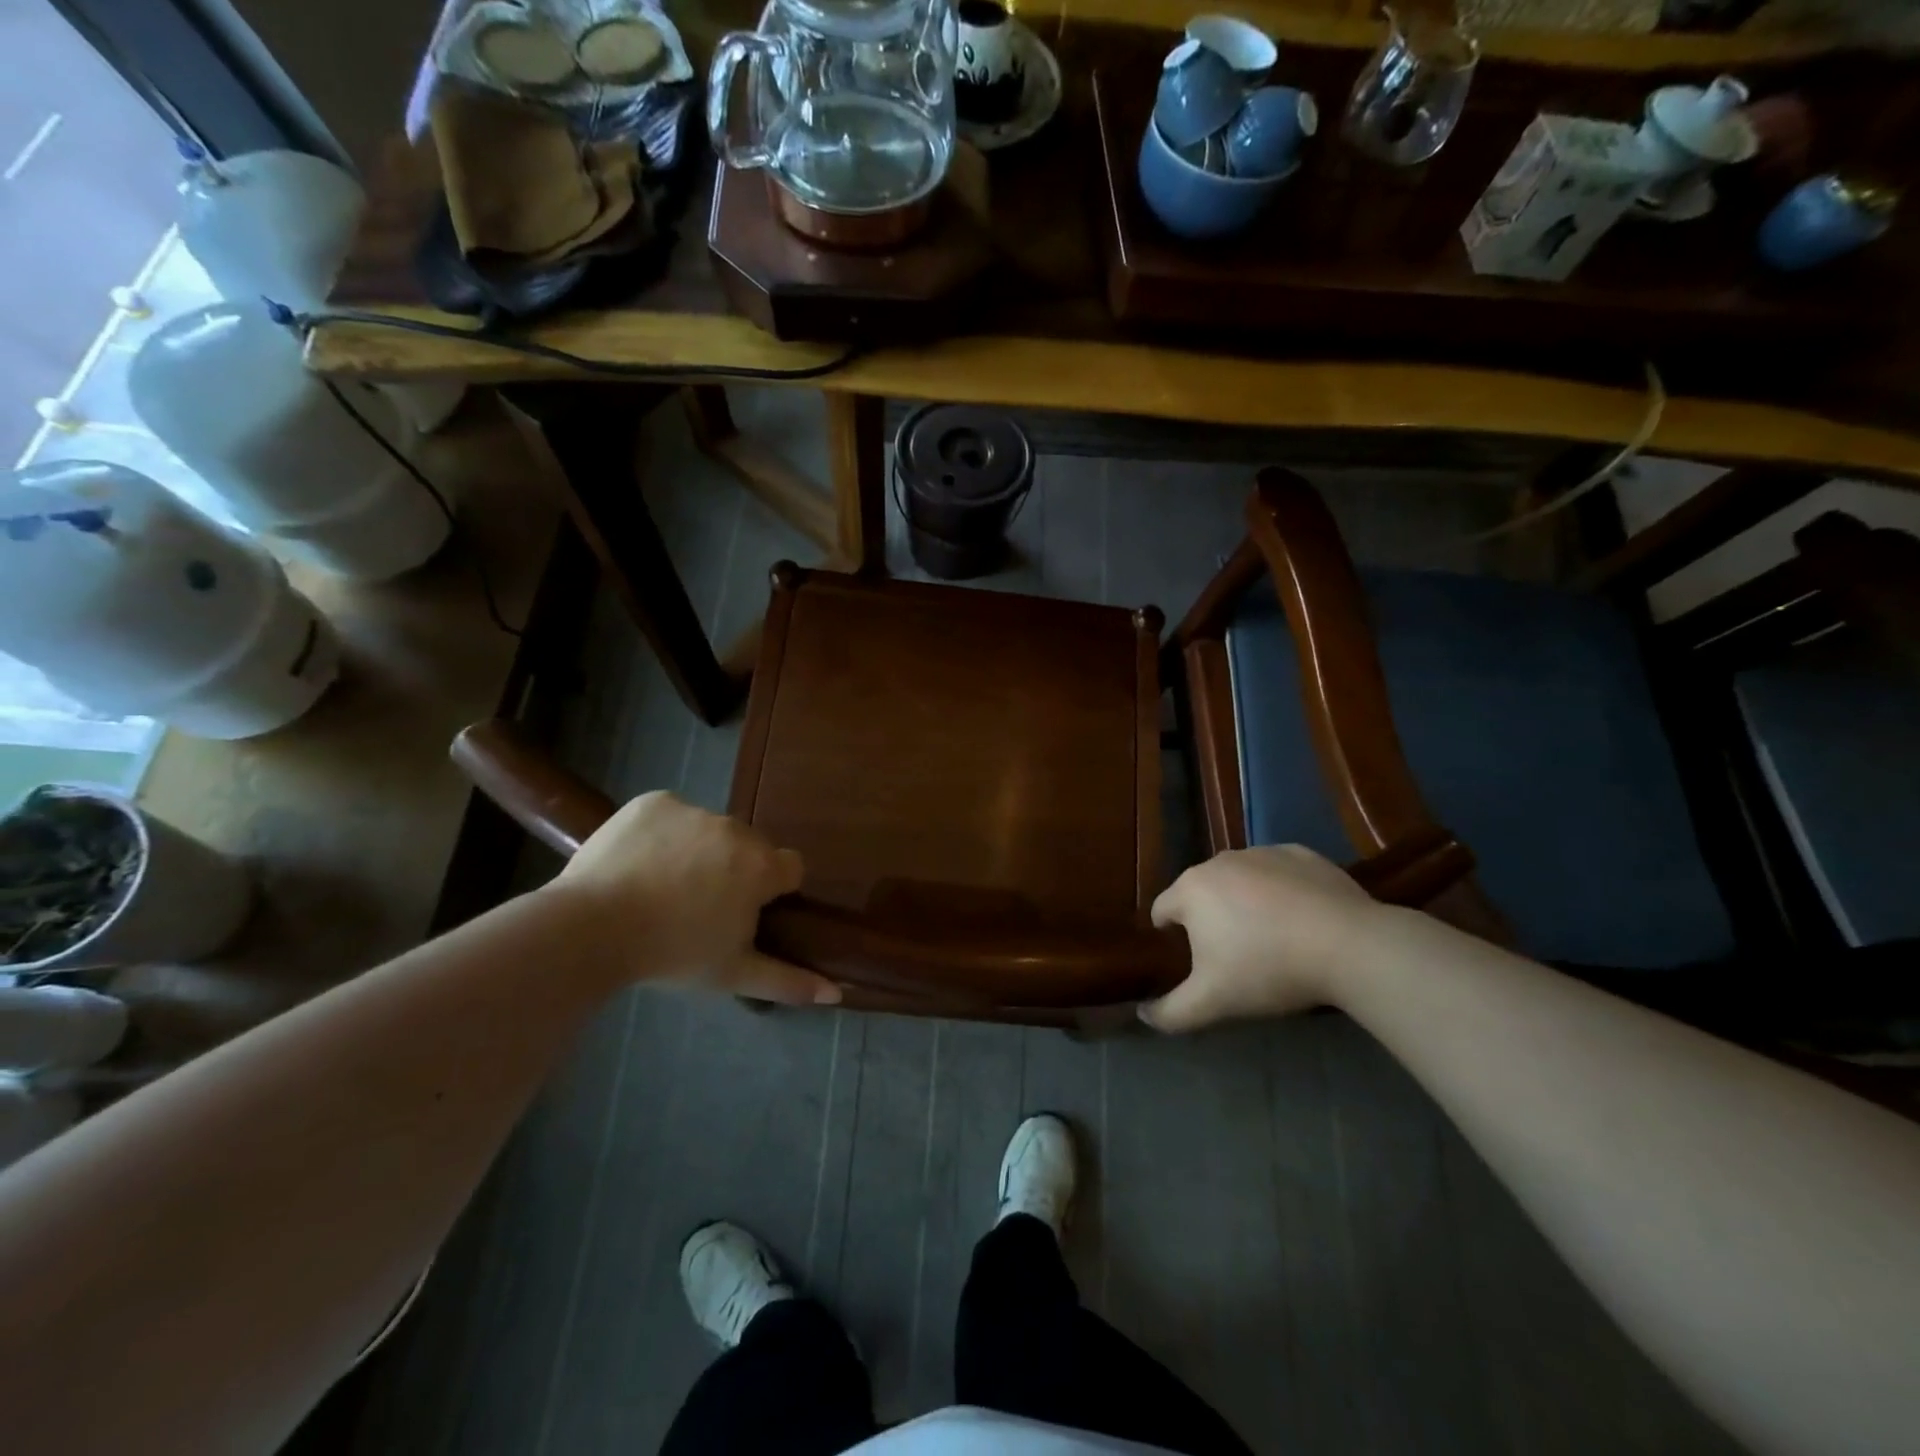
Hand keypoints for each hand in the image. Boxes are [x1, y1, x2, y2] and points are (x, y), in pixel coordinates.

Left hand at [546, 792, 840, 1005]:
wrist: (591, 928)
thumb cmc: (672, 953)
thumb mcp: (733, 975)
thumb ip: (789, 981)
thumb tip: (837, 991)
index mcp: (761, 866)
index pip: (791, 867)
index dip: (773, 889)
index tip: (745, 911)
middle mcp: (736, 829)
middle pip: (750, 847)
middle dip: (735, 869)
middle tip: (700, 905)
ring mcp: (693, 810)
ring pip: (710, 830)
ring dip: (700, 851)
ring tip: (663, 886)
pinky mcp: (654, 801)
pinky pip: (672, 815)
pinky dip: (663, 834)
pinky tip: (640, 863)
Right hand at [1140, 845, 1380, 1032]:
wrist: (1350, 946)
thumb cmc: (1268, 969)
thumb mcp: (1211, 1003)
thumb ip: (1169, 1012)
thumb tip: (1143, 1013)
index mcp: (1191, 889)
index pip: (1162, 910)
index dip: (1170, 938)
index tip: (1193, 963)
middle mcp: (1220, 861)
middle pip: (1201, 893)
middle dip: (1210, 920)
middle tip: (1235, 956)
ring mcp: (1262, 852)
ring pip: (1239, 880)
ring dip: (1243, 903)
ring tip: (1271, 939)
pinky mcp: (1301, 854)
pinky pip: (1277, 873)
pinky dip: (1280, 891)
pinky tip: (1301, 920)